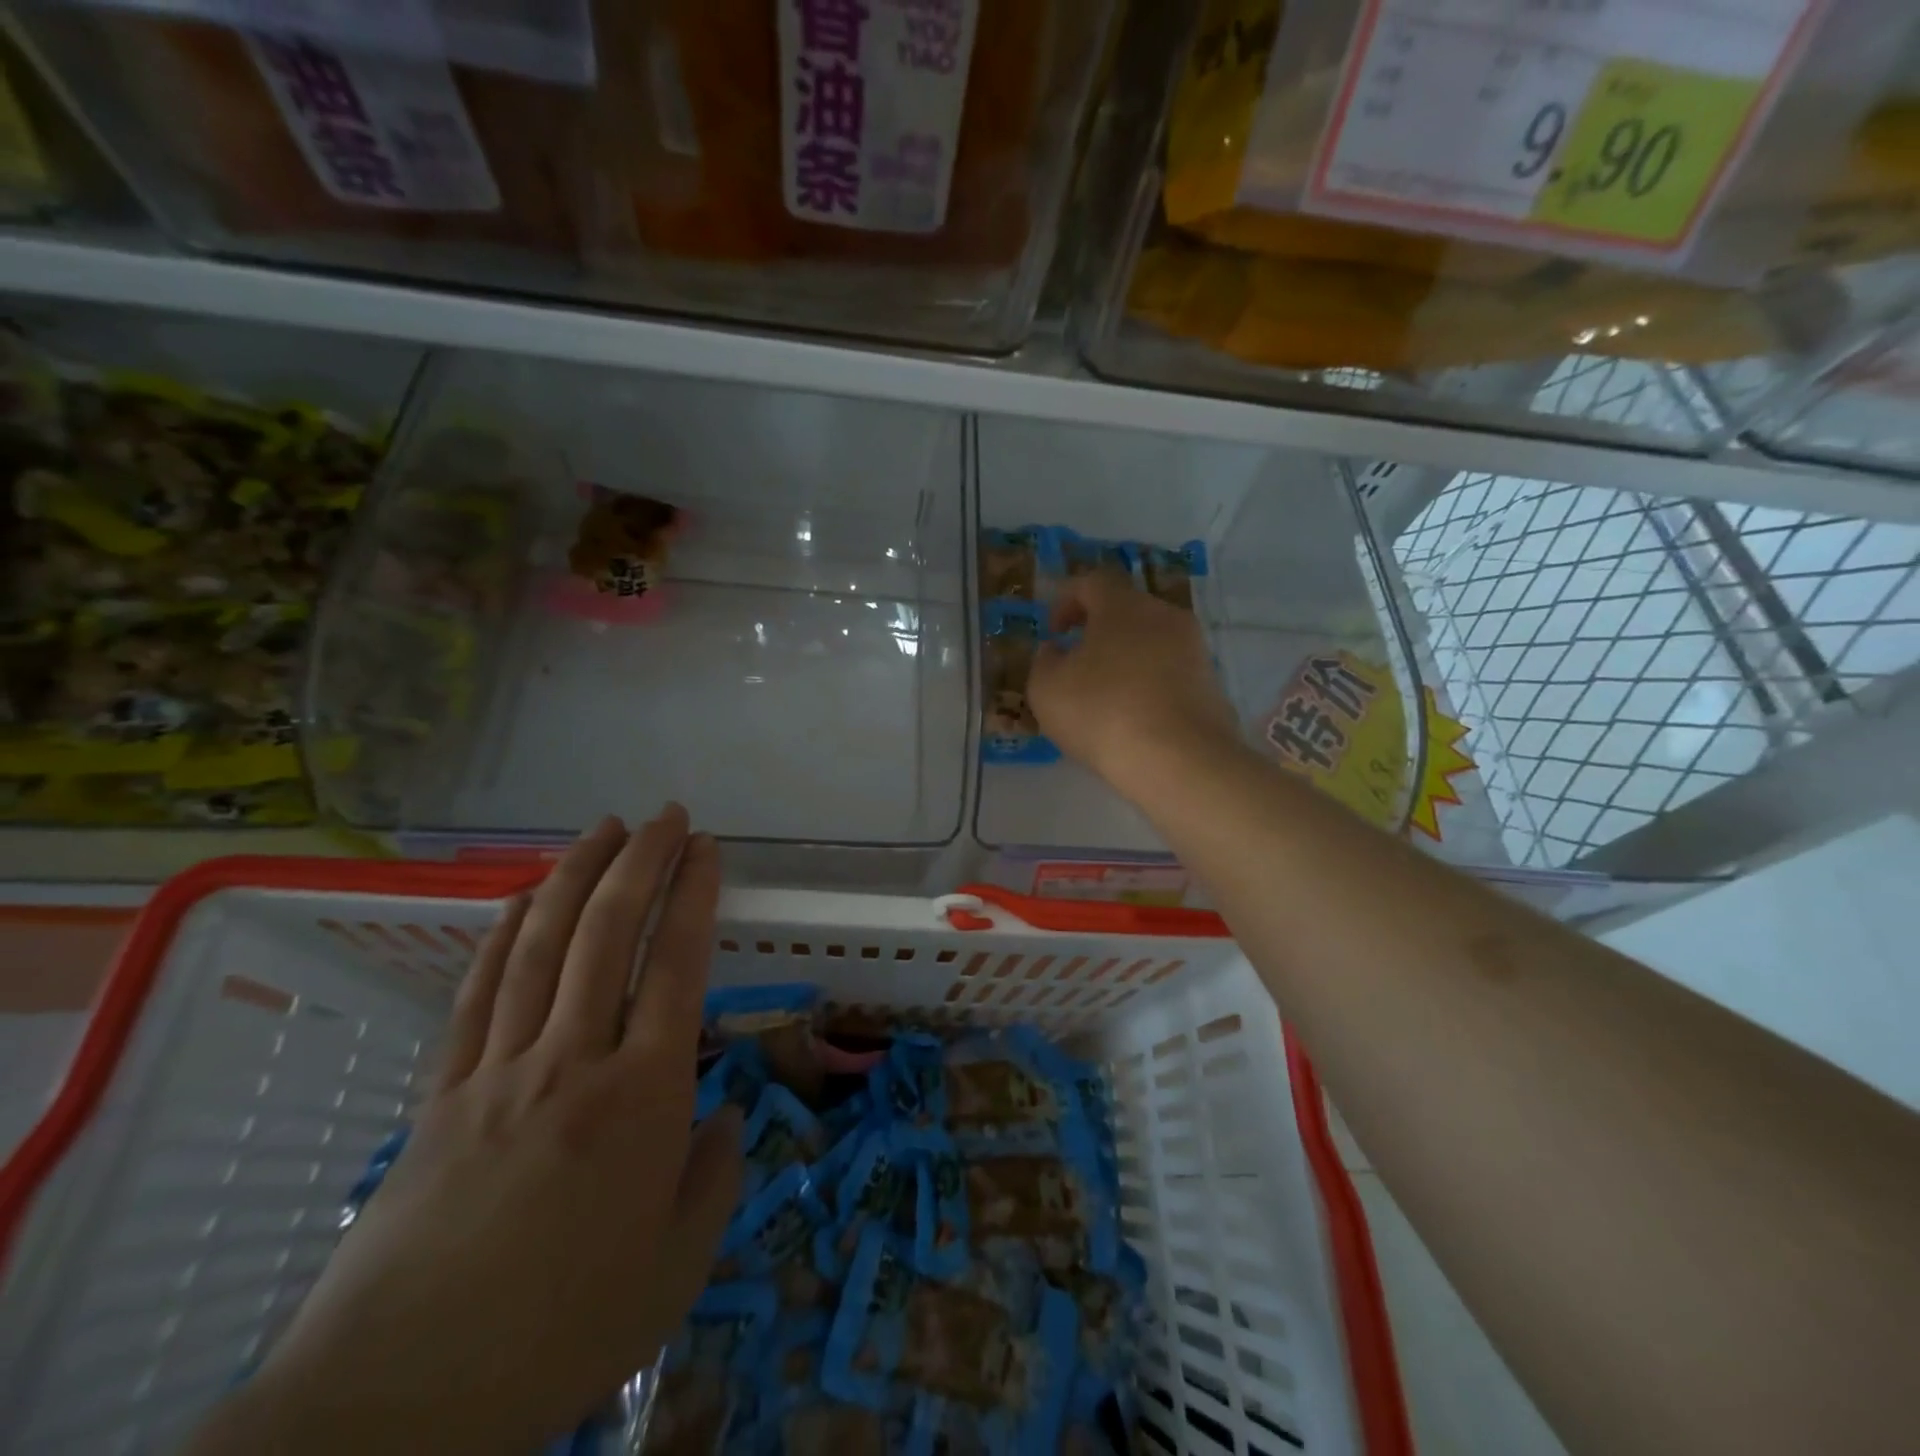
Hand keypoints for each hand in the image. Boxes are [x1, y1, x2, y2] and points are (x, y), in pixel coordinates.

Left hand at [189, 808, 741, 1455]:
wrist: (396, 1406)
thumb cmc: (562, 1330)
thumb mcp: (677, 1267)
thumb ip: (715, 1176)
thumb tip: (727, 1113)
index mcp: (643, 1096)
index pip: (677, 965)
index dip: (695, 896)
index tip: (708, 849)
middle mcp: (573, 1059)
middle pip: (609, 934)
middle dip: (642, 862)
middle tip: (667, 815)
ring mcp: (500, 1069)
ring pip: (543, 946)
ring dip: (575, 875)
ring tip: (604, 828)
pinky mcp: (441, 1092)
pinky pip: (478, 994)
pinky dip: (502, 935)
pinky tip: (520, 898)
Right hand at [1028, 570, 1241, 789]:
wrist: (1180, 760)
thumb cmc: (1102, 713)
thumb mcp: (1046, 690)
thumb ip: (1044, 662)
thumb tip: (1056, 650)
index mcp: (1123, 606)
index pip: (1093, 581)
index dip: (1067, 600)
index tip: (1054, 632)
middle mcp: (1165, 617)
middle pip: (1127, 610)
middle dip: (1099, 631)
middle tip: (1078, 665)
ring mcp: (1195, 650)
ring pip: (1152, 643)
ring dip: (1127, 660)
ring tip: (1106, 697)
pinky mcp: (1212, 685)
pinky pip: (1171, 673)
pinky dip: (1150, 686)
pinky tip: (1135, 718)